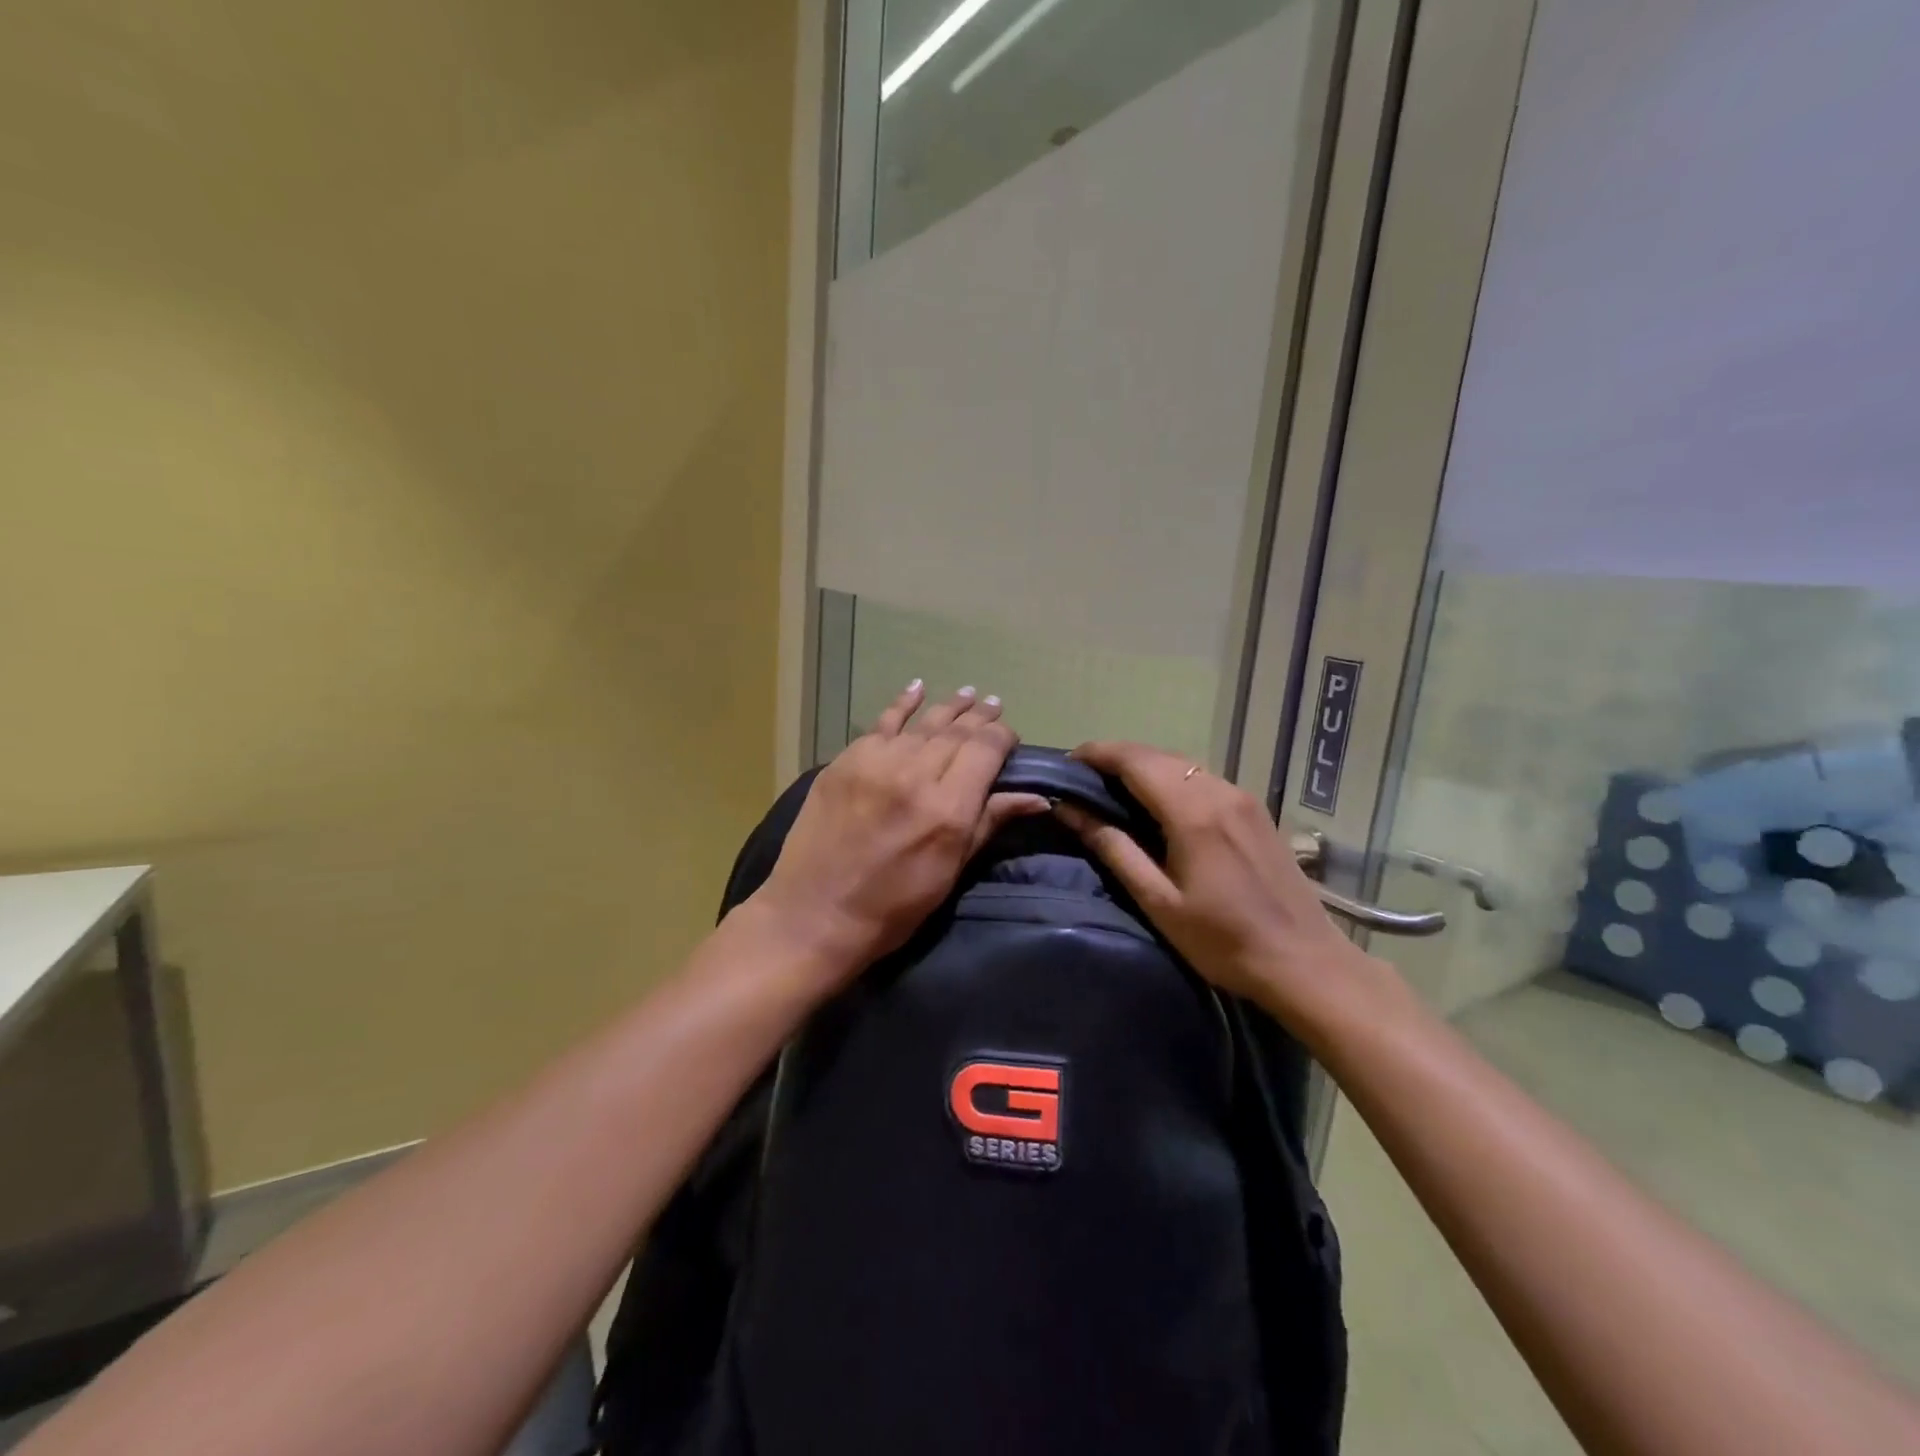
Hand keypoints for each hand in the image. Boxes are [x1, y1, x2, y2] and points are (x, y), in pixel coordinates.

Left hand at [752, 684, 1048, 981]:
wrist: (814, 915)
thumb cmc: (893, 907)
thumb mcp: (950, 872)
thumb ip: (989, 823)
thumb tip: (1036, 797)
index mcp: (948, 809)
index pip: (985, 751)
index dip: (1002, 737)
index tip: (1009, 738)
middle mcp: (915, 774)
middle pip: (956, 732)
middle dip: (979, 719)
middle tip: (993, 705)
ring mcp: (876, 763)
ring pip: (923, 724)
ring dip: (949, 708)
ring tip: (969, 694)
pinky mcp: (845, 761)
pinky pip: (882, 724)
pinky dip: (902, 705)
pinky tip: (917, 688)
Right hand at [1053, 741, 1401, 1035]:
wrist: (1304, 962)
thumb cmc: (1222, 940)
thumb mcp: (1158, 901)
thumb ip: (1114, 848)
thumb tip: (1070, 810)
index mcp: (1192, 811)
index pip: (1134, 759)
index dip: (1097, 753)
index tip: (1067, 763)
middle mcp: (1219, 791)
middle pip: (1157, 755)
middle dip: (1116, 757)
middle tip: (1083, 779)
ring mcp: (1242, 797)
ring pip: (1182, 764)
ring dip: (1144, 766)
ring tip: (1113, 789)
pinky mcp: (1256, 809)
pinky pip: (1203, 778)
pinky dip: (1171, 778)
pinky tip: (1158, 802)